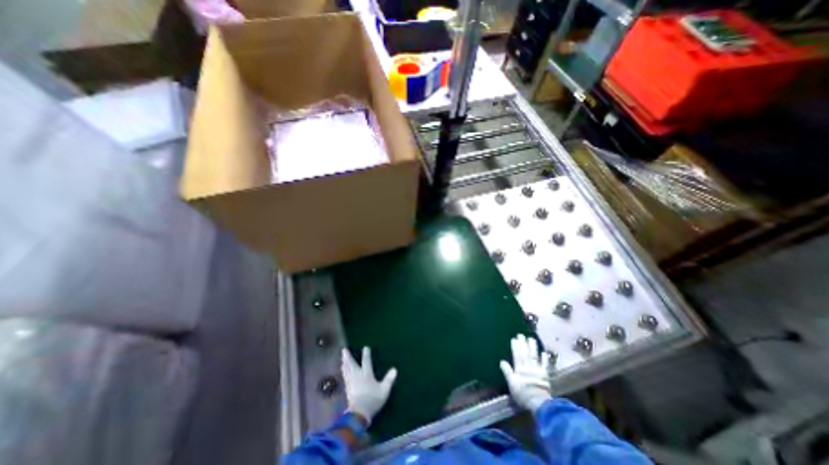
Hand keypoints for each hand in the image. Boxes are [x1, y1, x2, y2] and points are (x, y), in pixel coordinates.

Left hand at [340, 345, 397, 423]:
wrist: (358, 414)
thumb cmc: (372, 400)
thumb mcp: (384, 391)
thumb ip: (389, 380)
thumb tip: (395, 369)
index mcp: (367, 375)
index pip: (366, 362)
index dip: (366, 354)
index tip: (365, 347)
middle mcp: (357, 376)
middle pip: (352, 365)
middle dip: (348, 357)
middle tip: (344, 350)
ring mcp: (351, 383)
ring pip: (347, 371)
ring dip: (345, 364)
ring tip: (342, 359)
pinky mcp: (347, 390)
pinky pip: (345, 378)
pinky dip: (344, 373)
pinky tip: (343, 372)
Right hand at [498, 332, 548, 411]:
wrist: (539, 404)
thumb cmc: (523, 394)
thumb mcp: (511, 384)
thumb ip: (507, 372)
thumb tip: (502, 361)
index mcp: (520, 368)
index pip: (517, 355)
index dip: (515, 346)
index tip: (514, 338)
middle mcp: (528, 367)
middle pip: (525, 353)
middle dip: (523, 343)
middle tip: (521, 335)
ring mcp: (538, 370)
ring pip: (534, 356)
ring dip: (533, 347)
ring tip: (531, 338)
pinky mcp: (545, 375)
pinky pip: (545, 365)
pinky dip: (544, 359)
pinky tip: (544, 353)